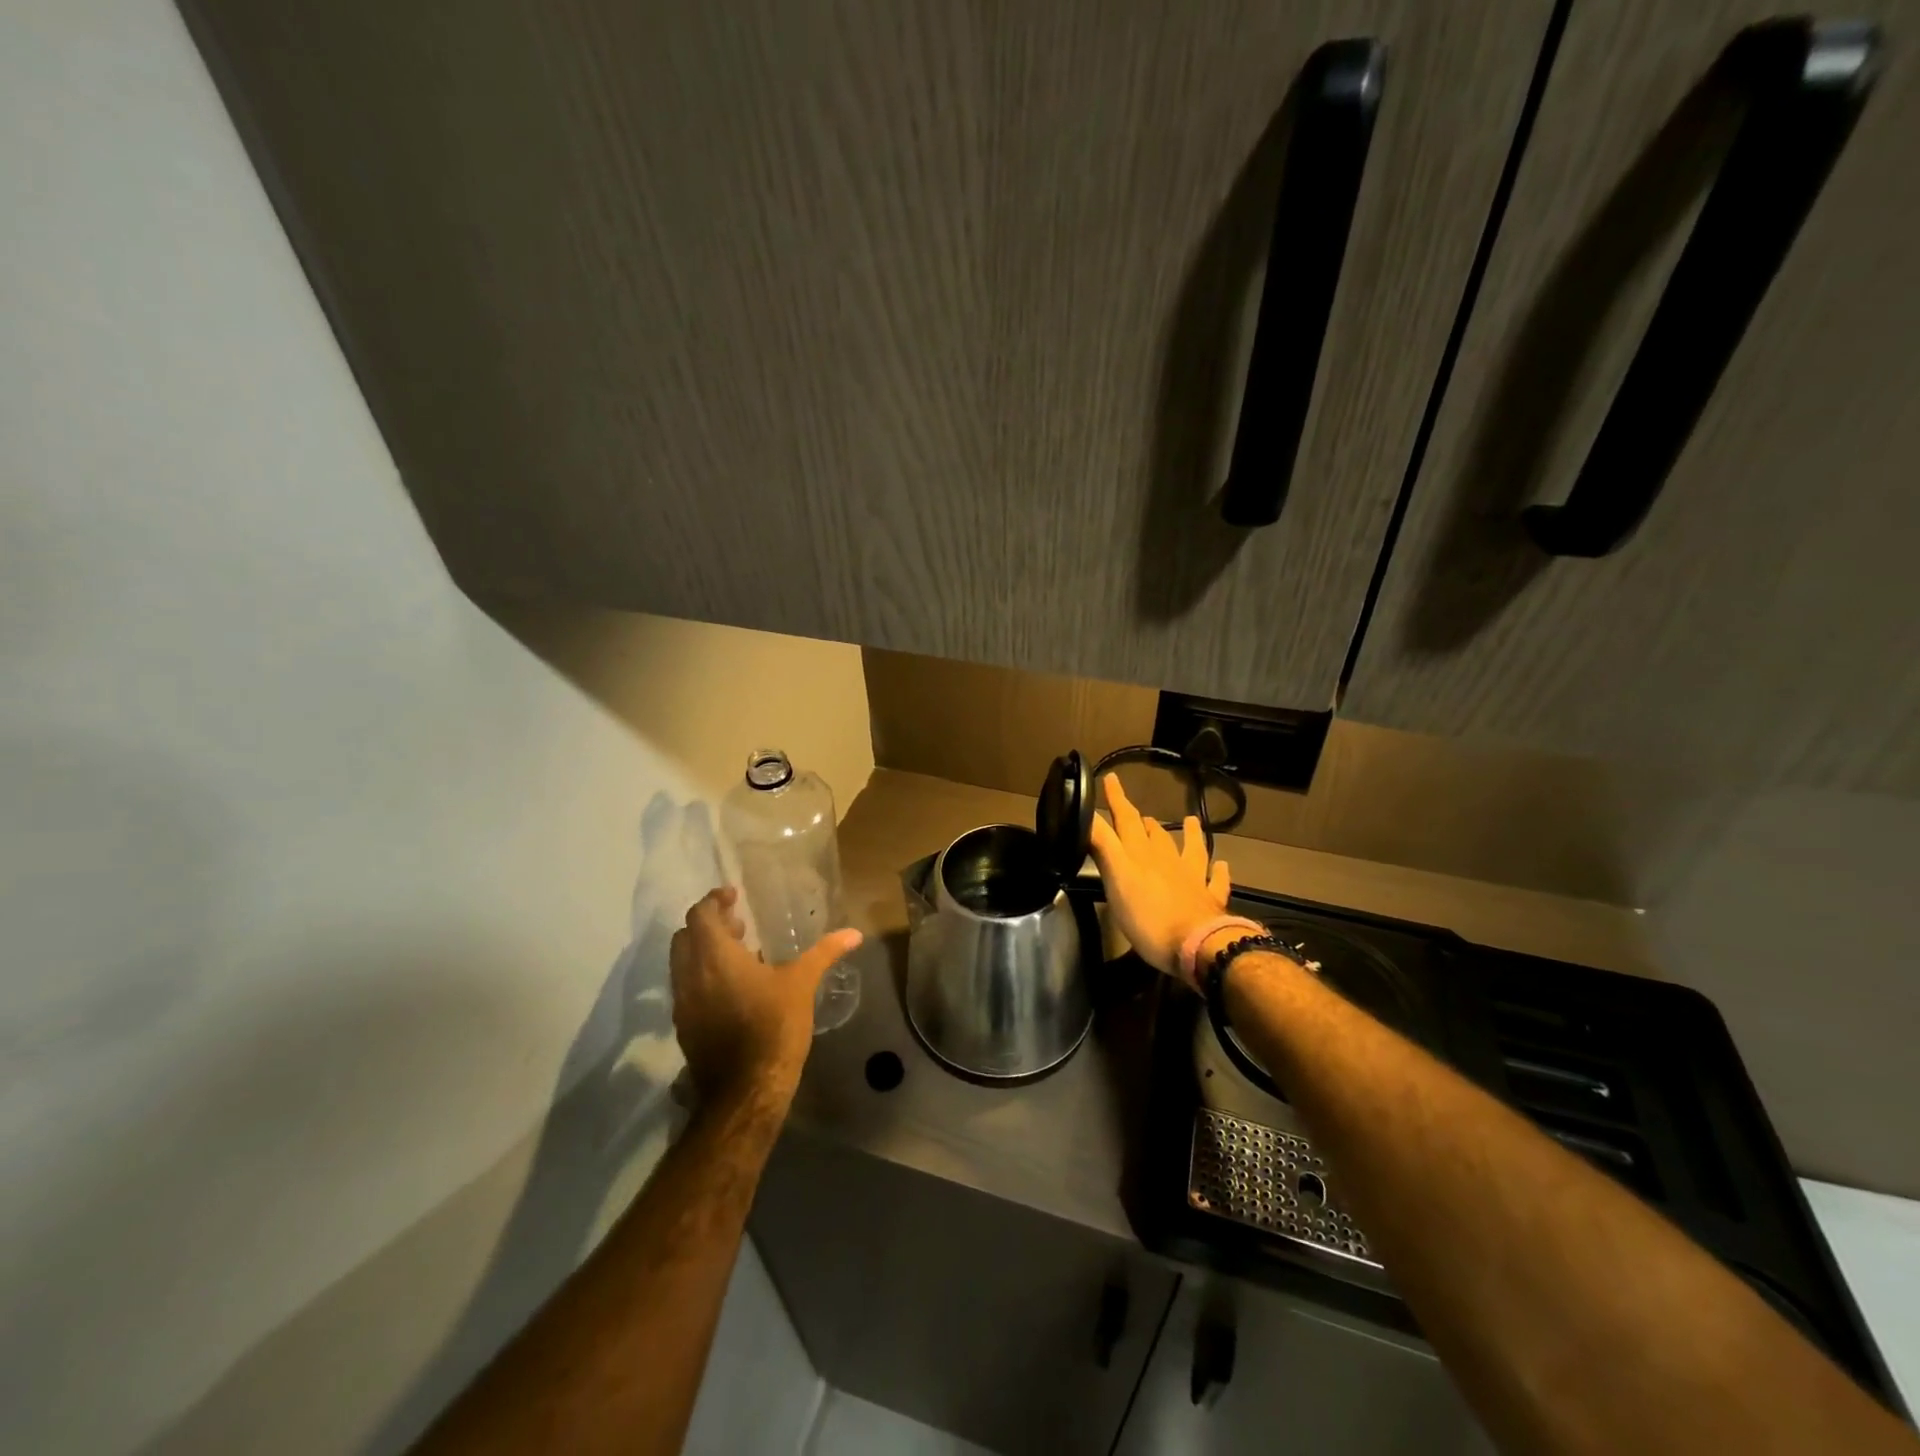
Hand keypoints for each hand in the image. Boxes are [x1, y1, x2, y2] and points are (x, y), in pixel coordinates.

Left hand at [669, 887, 862, 1110]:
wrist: (746, 1090)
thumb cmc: (774, 1027)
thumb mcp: (801, 984)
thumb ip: (824, 952)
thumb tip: (854, 934)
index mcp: (715, 957)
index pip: (700, 914)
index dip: (714, 900)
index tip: (733, 895)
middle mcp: (690, 975)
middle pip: (685, 936)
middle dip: (708, 924)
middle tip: (738, 923)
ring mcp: (683, 1003)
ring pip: (682, 963)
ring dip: (703, 950)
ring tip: (739, 952)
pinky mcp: (684, 1026)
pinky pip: (686, 988)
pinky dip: (702, 976)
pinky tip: (732, 988)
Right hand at [1088, 775, 1230, 980]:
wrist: (1198, 945)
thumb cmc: (1148, 916)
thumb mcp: (1116, 880)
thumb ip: (1103, 846)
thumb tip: (1087, 816)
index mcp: (1141, 855)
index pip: (1125, 820)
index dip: (1117, 800)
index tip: (1111, 778)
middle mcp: (1167, 861)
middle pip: (1154, 835)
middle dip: (1143, 822)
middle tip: (1138, 814)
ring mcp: (1192, 879)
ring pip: (1191, 850)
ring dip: (1189, 835)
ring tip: (1190, 821)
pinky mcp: (1209, 901)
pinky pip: (1216, 882)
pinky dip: (1219, 872)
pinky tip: (1223, 866)